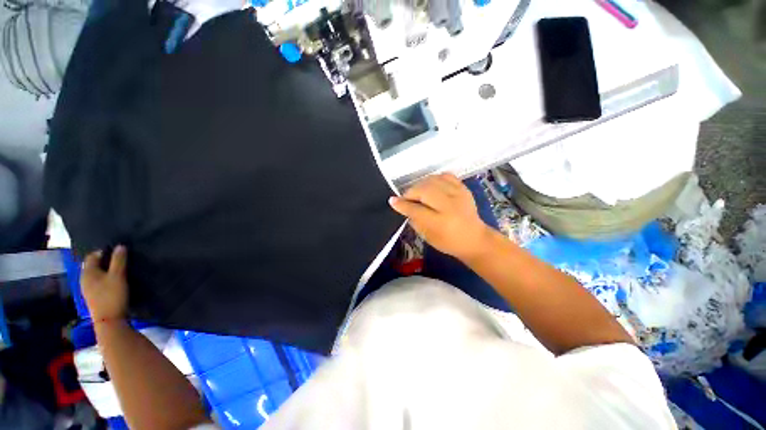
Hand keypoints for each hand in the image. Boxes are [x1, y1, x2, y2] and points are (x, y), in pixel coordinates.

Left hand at [82, 245, 128, 320]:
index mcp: (87, 272)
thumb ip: (119, 260)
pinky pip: (98, 282)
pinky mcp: (93, 296)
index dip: (104, 251)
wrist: (109, 320)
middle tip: (119, 259)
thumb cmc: (112, 295)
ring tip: (119, 270)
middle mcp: (84, 278)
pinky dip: (105, 279)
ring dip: (105, 270)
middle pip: (93, 265)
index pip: (92, 255)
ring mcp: (88, 289)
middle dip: (105, 261)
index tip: (118, 251)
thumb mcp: (118, 276)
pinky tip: (114, 282)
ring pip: (96, 274)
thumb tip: (120, 246)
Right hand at [389, 173, 491, 261]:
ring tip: (418, 193)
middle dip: (411, 192)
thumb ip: (414, 220)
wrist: (475, 238)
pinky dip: (435, 179)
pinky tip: (431, 186)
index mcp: (441, 223)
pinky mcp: (464, 189)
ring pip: (433, 180)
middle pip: (424, 190)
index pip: (416, 210)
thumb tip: (404, 206)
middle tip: (407, 198)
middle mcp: (450, 206)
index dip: (402, 204)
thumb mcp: (428, 237)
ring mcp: (459, 195)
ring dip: (421, 185)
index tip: (392, 201)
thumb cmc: (449, 242)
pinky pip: (446, 176)